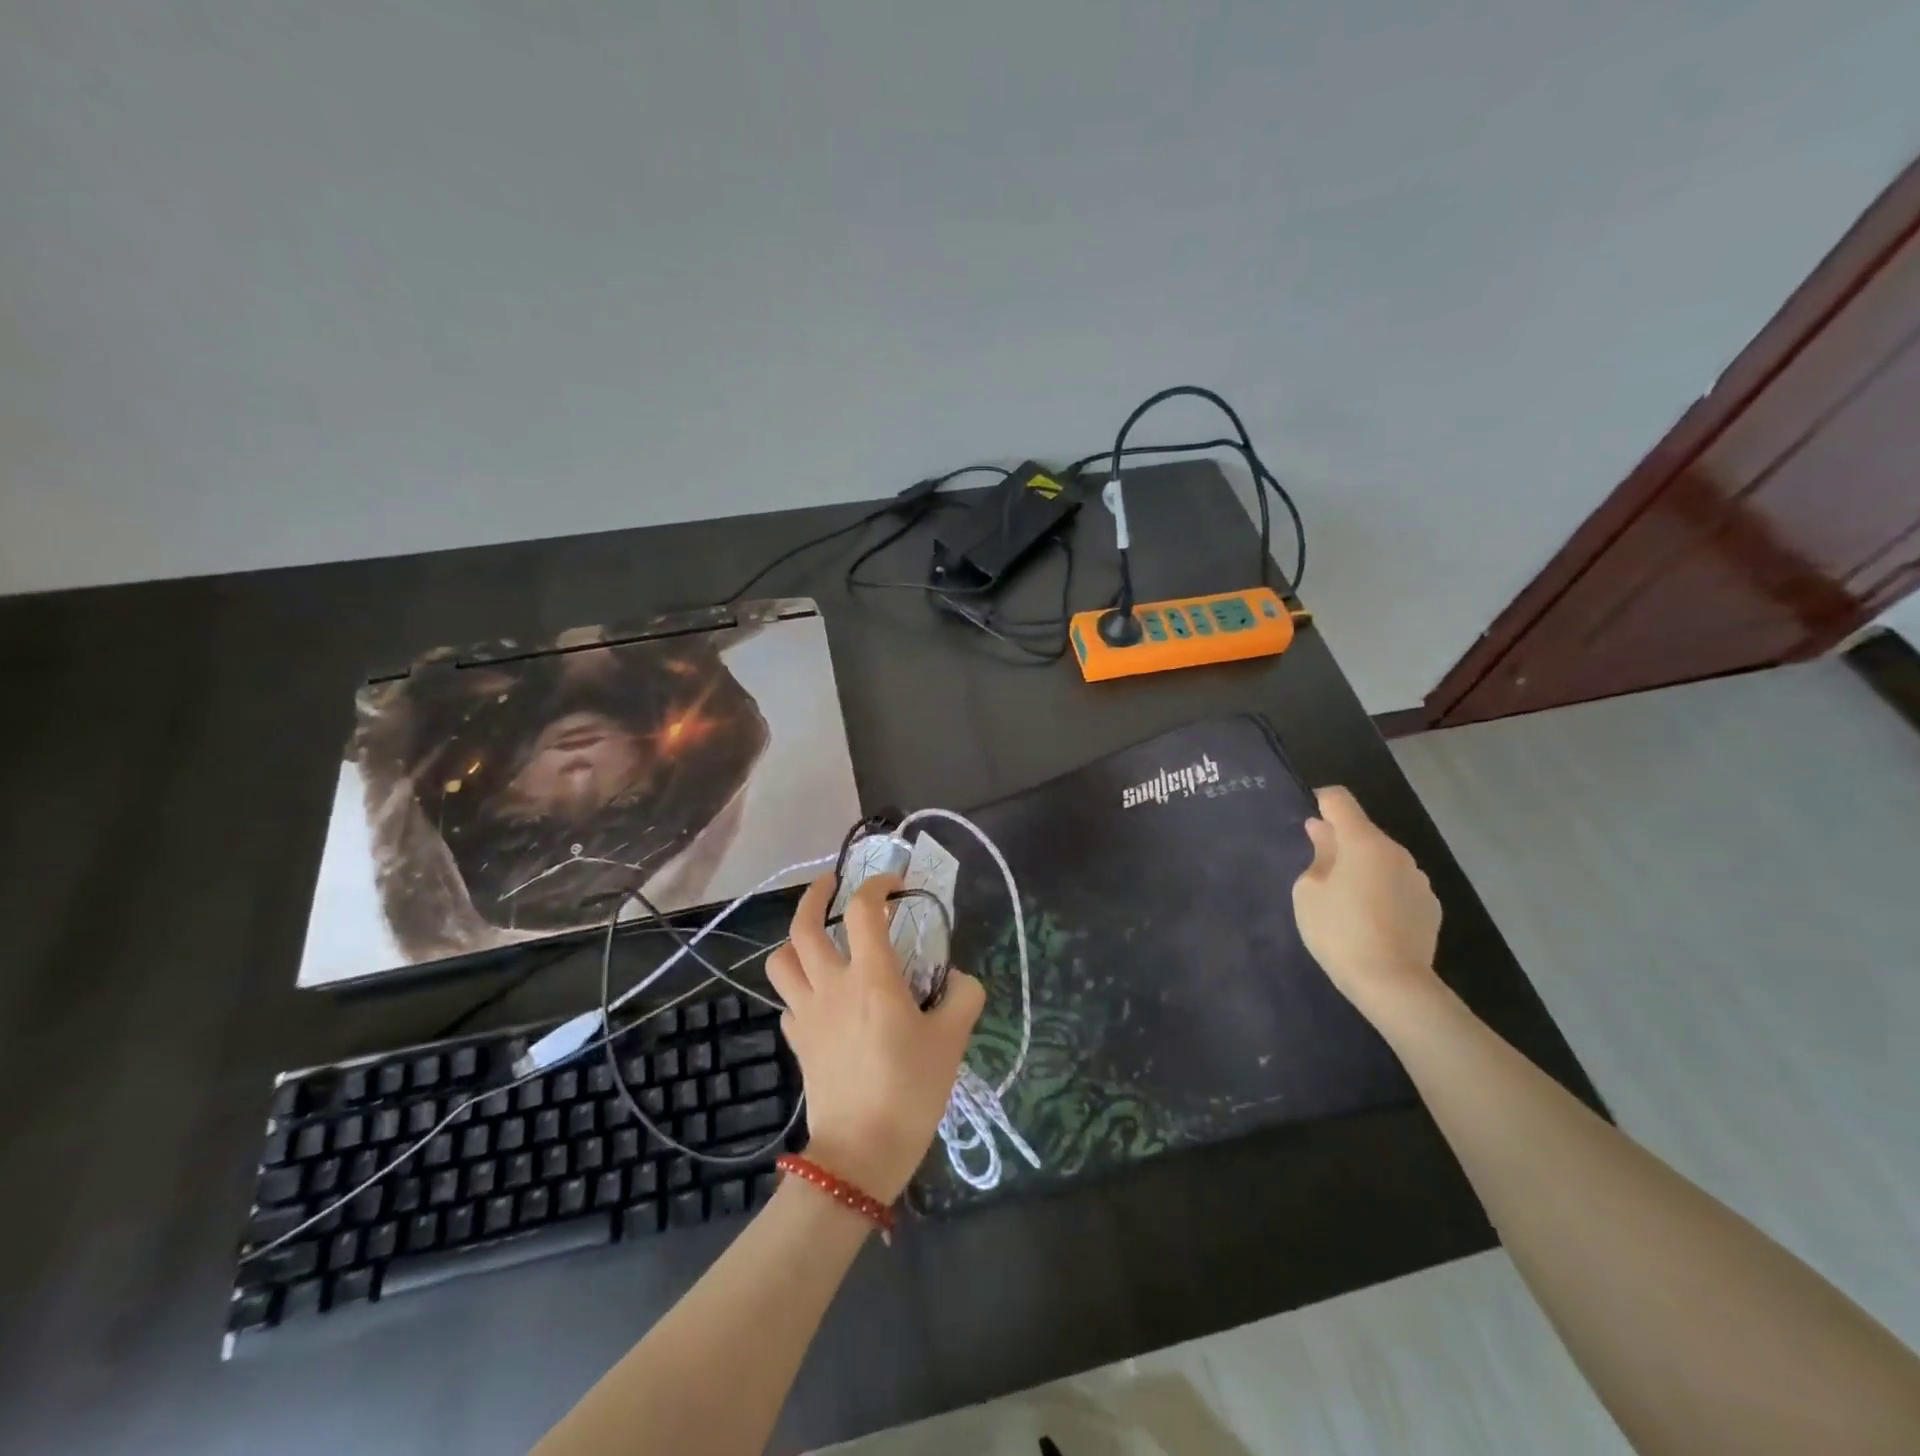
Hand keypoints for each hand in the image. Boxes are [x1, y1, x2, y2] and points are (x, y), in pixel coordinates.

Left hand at [766, 873, 984, 1203]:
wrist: (860, 1153)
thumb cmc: (910, 1090)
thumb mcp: (952, 1041)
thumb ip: (963, 997)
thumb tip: (958, 978)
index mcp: (872, 977)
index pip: (864, 910)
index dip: (877, 885)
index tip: (895, 884)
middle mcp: (831, 985)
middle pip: (804, 925)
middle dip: (816, 895)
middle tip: (833, 885)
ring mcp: (807, 1013)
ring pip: (781, 960)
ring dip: (795, 939)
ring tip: (817, 937)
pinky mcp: (797, 1041)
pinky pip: (788, 1001)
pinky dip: (799, 987)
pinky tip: (820, 995)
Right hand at [1292, 786, 1442, 1020]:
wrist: (1393, 983)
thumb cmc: (1339, 932)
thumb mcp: (1309, 892)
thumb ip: (1318, 855)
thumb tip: (1324, 832)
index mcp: (1364, 842)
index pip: (1340, 800)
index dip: (1320, 802)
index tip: (1306, 821)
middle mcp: (1397, 852)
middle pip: (1362, 831)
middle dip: (1340, 841)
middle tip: (1317, 870)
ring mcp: (1418, 879)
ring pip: (1381, 859)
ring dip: (1362, 867)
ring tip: (1344, 900)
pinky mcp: (1429, 905)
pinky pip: (1397, 884)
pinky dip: (1381, 889)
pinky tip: (1370, 919)